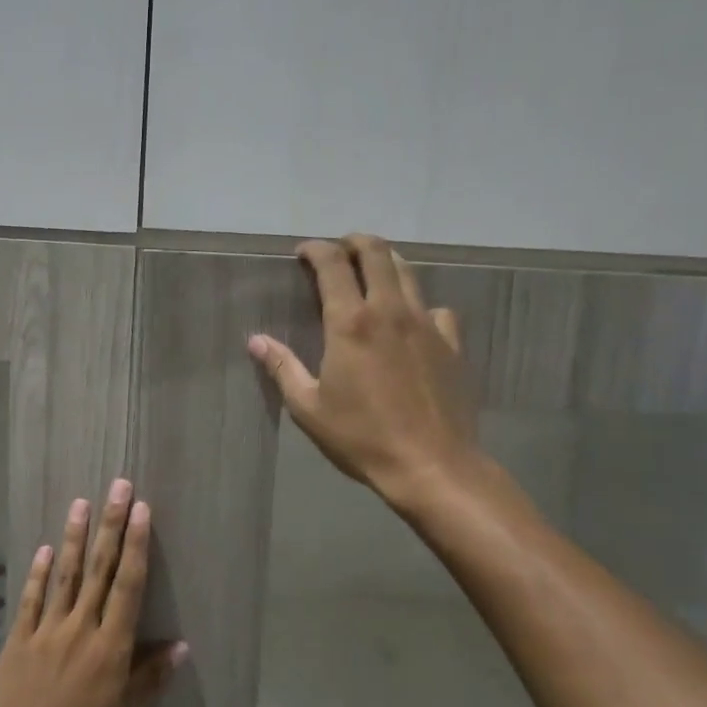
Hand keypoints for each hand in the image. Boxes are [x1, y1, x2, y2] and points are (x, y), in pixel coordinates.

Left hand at [0, 480, 184, 706]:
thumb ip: (150, 679)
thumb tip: (181, 645)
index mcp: (111, 650)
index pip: (128, 586)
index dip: (136, 545)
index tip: (142, 510)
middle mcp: (79, 631)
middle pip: (100, 570)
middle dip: (111, 526)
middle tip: (119, 487)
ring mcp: (44, 634)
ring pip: (65, 576)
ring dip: (75, 538)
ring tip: (82, 503)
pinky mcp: (16, 644)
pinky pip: (31, 601)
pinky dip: (38, 574)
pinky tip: (45, 549)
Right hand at [249, 234, 488, 510]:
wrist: (431, 465)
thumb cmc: (361, 438)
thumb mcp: (309, 407)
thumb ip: (282, 367)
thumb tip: (256, 340)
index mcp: (350, 323)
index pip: (333, 264)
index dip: (316, 249)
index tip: (303, 252)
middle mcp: (390, 310)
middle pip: (376, 253)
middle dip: (354, 242)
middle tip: (339, 250)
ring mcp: (426, 324)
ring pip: (408, 272)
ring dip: (386, 262)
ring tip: (371, 271)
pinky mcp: (451, 343)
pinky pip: (436, 308)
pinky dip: (419, 304)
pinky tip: (412, 321)